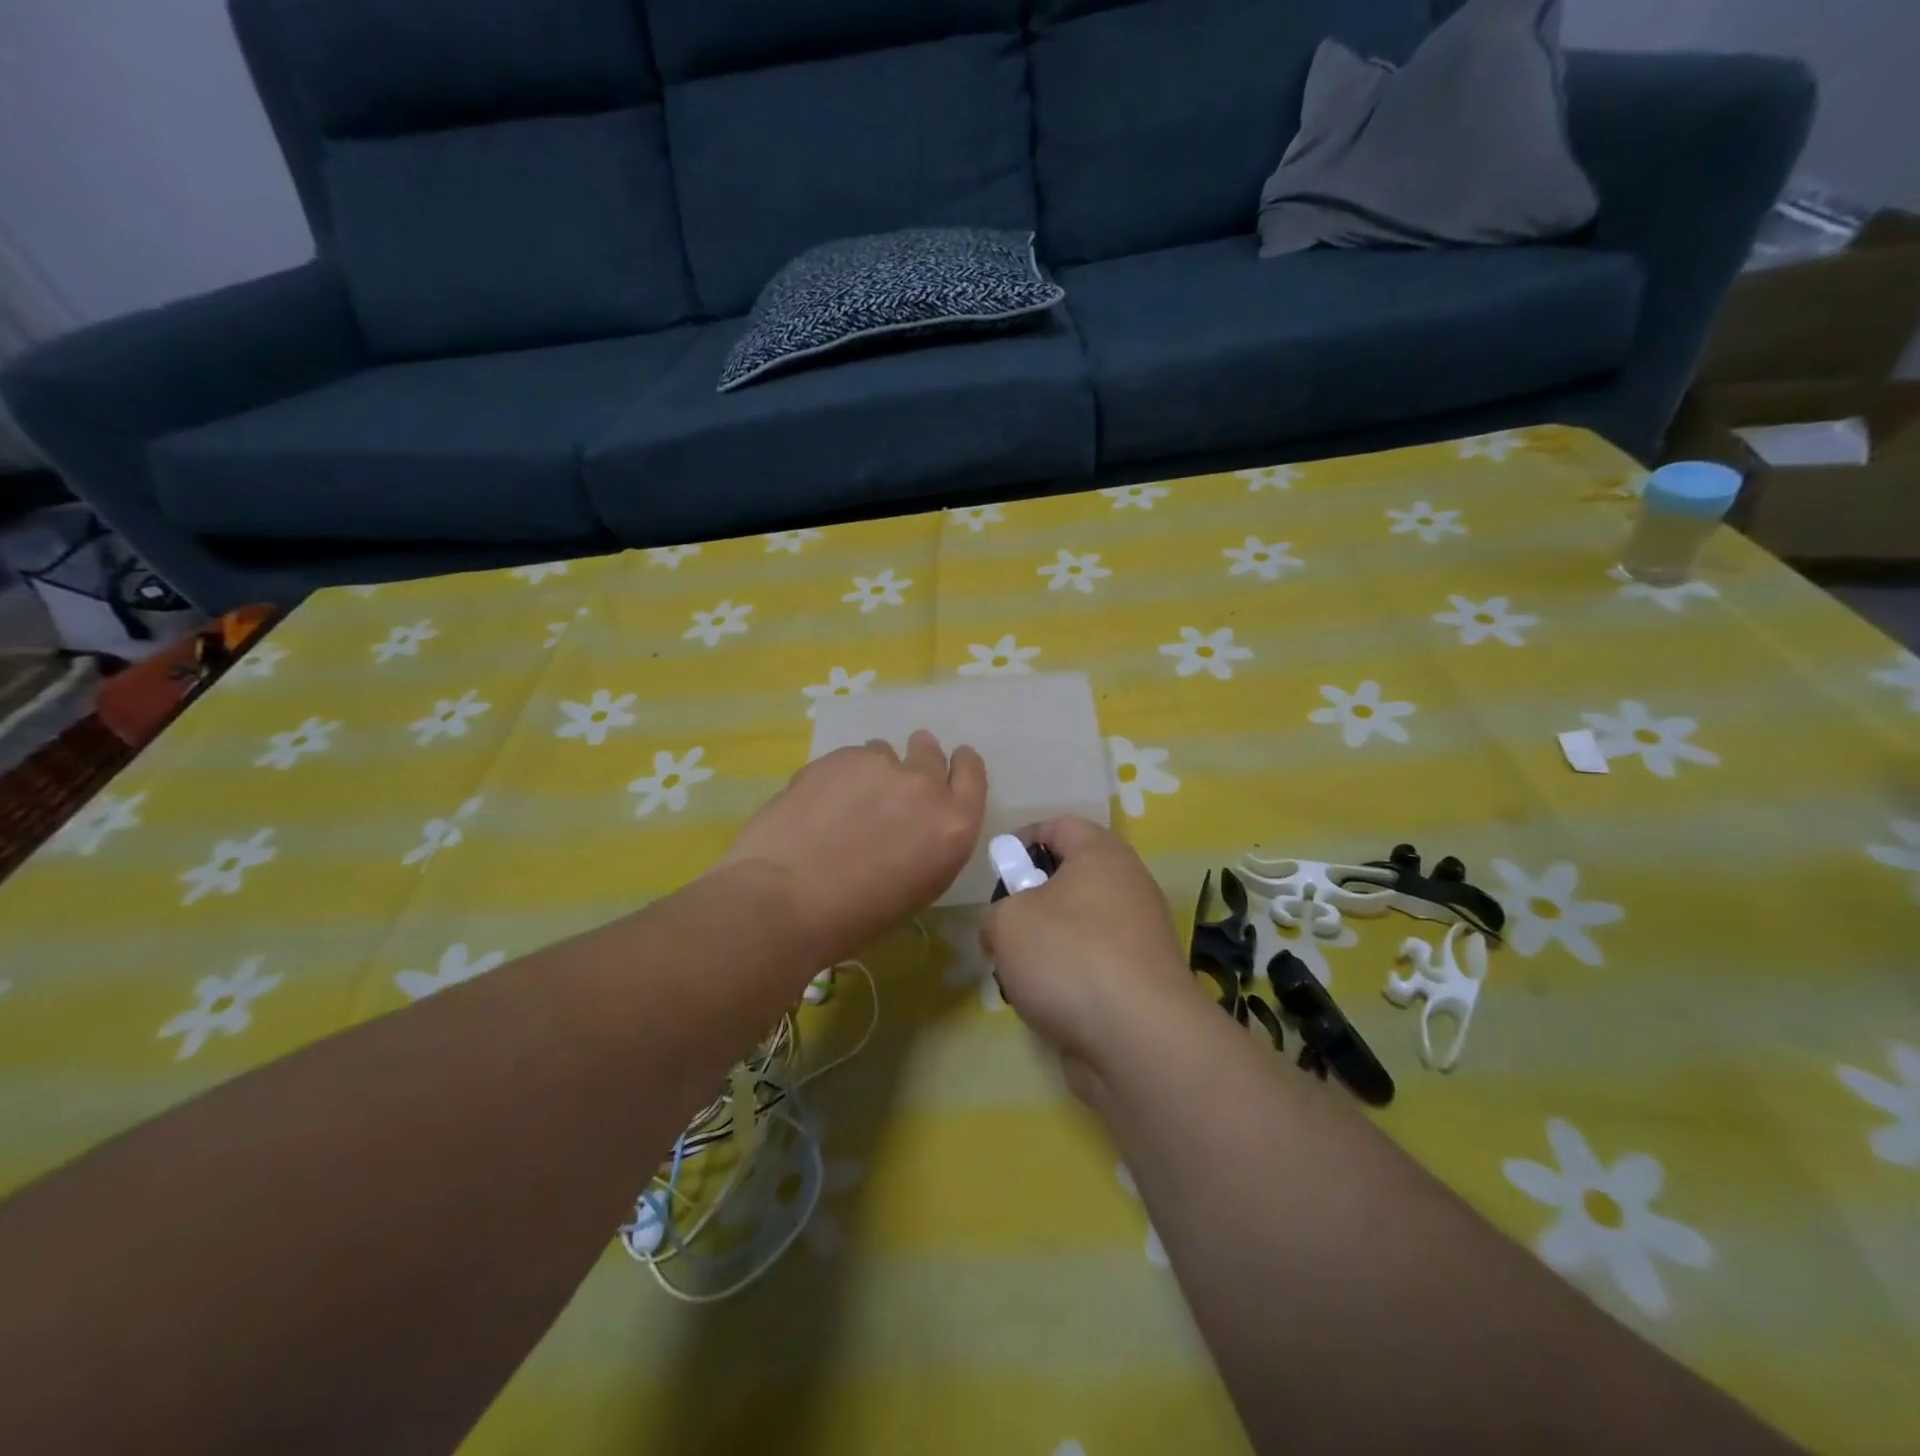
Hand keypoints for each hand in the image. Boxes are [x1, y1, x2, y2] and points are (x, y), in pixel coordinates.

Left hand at [718, 731, 986, 968]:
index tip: (952, 765)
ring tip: (847, 802)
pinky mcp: (839, 757)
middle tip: (895, 784)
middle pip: (930, 753)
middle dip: (919, 761)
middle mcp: (925, 787)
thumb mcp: (919, 886)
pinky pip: (850, 757)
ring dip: (875, 772)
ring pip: (885, 753)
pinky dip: (841, 774)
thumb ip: (930, 841)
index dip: (961, 766)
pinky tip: (818, 803)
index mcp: (954, 826)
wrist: (785, 900)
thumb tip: (914, 823)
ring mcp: (880, 766)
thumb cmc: (855, 917)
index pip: (972, 774)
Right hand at [981, 817, 1193, 1099]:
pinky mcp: (1141, 981)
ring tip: (1017, 973)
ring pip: (1078, 927)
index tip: (998, 869)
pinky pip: (1093, 966)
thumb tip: (1002, 926)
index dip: (1023, 840)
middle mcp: (1128, 886)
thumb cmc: (1068, 955)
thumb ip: (995, 912)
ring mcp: (1140, 936)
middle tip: (1004, 926)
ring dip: (1044, 946)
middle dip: (1030, 901)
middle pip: (1070, 879)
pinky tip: (1046, 1004)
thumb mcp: (1007, 921)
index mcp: (1102, 854)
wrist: (1137, 1037)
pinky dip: (1067, 979)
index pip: (1060, 825)